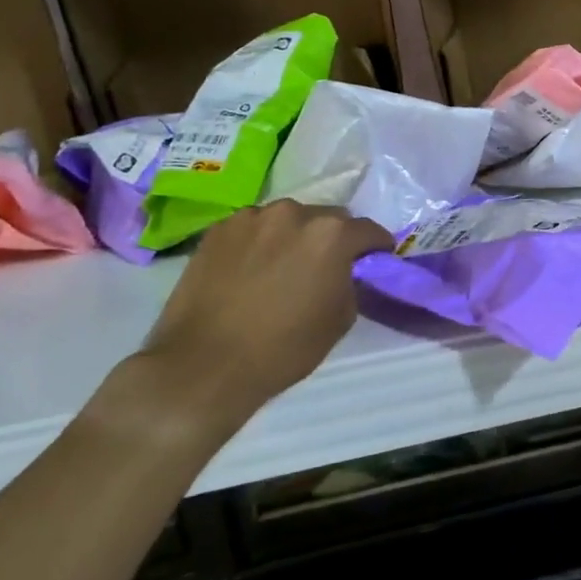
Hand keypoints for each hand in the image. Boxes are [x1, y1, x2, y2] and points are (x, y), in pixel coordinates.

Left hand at [124, 201, 393, 439]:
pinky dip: (261, 242)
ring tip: (283, 267)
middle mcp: (293, 213)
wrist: (204, 365)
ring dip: (295, 237)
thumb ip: (350, 282)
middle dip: (334, 239)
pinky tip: (252, 270)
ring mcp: (251, 218)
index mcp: (331, 234)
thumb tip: (345, 271)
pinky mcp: (217, 230)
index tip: (375, 261)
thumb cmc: (284, 347)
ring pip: (288, 220)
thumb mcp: (341, 318)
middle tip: (326, 266)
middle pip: (328, 218)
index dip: (376, 248)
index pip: (369, 230)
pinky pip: (253, 228)